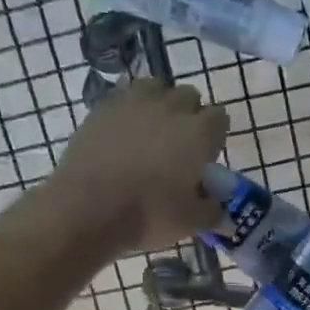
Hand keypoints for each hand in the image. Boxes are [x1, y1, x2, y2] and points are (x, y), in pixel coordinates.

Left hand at [53, 79, 229, 251]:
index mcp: (199, 132)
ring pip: (156, 87)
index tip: (207, 156)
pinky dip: (129, 109)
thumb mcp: (191, 222)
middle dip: (189, 115)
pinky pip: (123, 96)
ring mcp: (133, 102)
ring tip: (151, 131)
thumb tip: (222, 211)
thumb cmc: (149, 214)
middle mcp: (170, 107)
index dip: (215, 136)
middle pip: (189, 96)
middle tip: (180, 145)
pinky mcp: (102, 107)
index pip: (220, 118)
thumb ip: (213, 212)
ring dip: (159, 103)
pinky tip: (123, 133)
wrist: (87, 208)